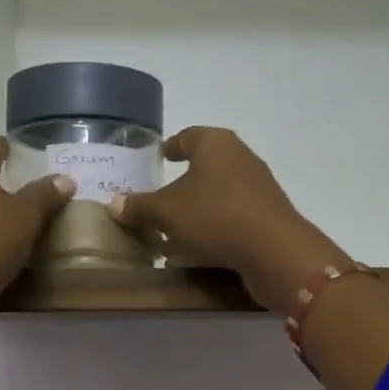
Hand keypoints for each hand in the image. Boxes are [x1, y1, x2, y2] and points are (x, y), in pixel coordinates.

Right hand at [108, 127, 347, 314]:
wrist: (274, 251)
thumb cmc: (214, 216)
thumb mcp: (166, 212)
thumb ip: (139, 206)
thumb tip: (114, 203)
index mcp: (216, 144)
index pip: (190, 136)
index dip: (174, 145)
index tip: (162, 155)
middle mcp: (241, 159)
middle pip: (205, 168)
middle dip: (182, 186)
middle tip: (159, 201)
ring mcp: (258, 189)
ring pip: (217, 197)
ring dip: (195, 213)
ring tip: (170, 235)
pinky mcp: (267, 218)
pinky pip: (231, 220)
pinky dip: (212, 231)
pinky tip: (194, 253)